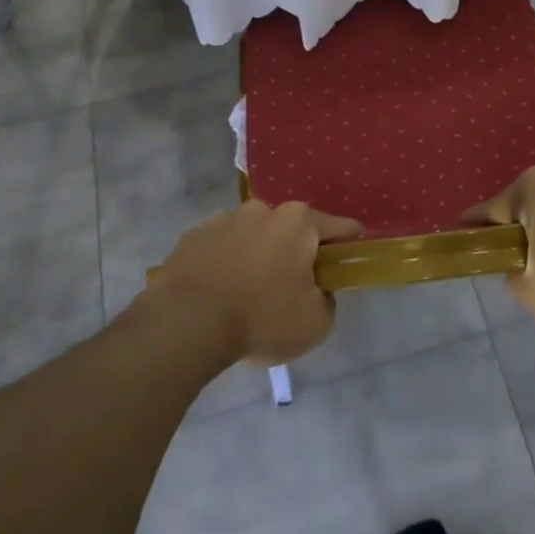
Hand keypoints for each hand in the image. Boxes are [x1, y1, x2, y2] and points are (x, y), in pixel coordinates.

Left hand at [152, 200, 359, 364]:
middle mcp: (263, 210)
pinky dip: (224, 265)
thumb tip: (317, 290)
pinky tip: (217, 296)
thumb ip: (327, 300)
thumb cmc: (261, 318)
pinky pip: (220, 249)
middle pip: (292, 231)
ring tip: (245, 298)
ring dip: (256, 258)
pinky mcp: (192, 236)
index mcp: (299, 222)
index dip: (348, 249)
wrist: (186, 324)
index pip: (341, 228)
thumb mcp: (317, 323)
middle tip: (289, 293)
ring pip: (253, 237)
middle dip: (294, 255)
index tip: (343, 270)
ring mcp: (224, 219)